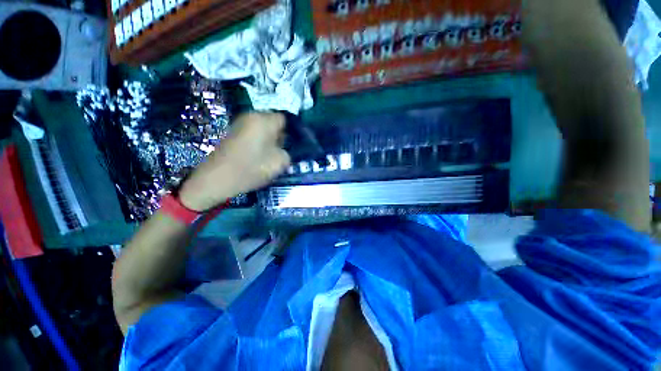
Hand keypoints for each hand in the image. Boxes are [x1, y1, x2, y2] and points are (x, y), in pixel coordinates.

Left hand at [179, 112, 290, 210]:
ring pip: (263, 128)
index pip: (285, 119)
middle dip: (280, 136)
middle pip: (273, 122)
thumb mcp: (280, 162)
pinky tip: (258, 156)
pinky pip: (253, 133)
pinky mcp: (234, 133)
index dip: (291, 132)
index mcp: (264, 120)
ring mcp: (240, 123)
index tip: (291, 146)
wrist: (217, 179)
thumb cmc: (252, 168)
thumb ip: (288, 152)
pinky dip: (259, 142)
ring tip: (270, 155)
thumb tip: (284, 148)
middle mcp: (251, 116)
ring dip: (269, 140)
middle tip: (281, 152)